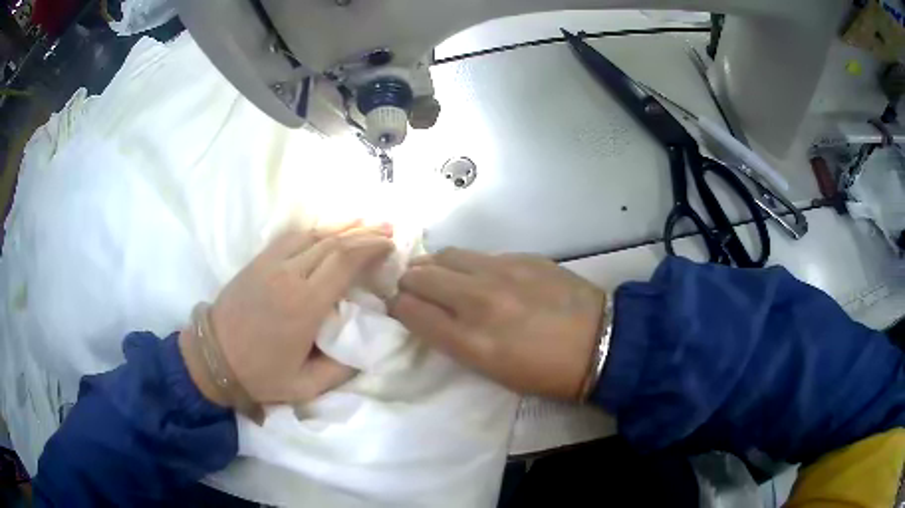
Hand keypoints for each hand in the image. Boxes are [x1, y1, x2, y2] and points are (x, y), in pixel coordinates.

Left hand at [181, 225, 393, 406]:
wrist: (212, 359)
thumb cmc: (259, 375)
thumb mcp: (306, 387)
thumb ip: (341, 369)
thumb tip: (367, 347)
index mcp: (304, 306)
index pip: (343, 262)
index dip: (370, 248)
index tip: (390, 246)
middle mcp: (289, 276)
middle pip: (332, 243)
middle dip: (364, 233)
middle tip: (388, 230)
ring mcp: (270, 264)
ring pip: (312, 235)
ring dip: (342, 227)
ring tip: (366, 223)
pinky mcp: (257, 262)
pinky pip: (291, 237)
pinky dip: (315, 231)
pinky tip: (328, 232)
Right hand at [389, 248, 605, 399]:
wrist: (601, 343)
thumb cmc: (546, 372)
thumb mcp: (495, 372)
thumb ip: (458, 342)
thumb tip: (433, 317)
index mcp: (472, 342)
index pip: (412, 311)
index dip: (397, 306)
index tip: (397, 306)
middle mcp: (479, 301)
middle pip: (421, 276)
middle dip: (408, 281)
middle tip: (412, 288)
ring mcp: (502, 273)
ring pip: (447, 255)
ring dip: (433, 265)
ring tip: (437, 274)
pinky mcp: (523, 257)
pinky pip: (480, 254)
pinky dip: (467, 263)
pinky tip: (476, 273)